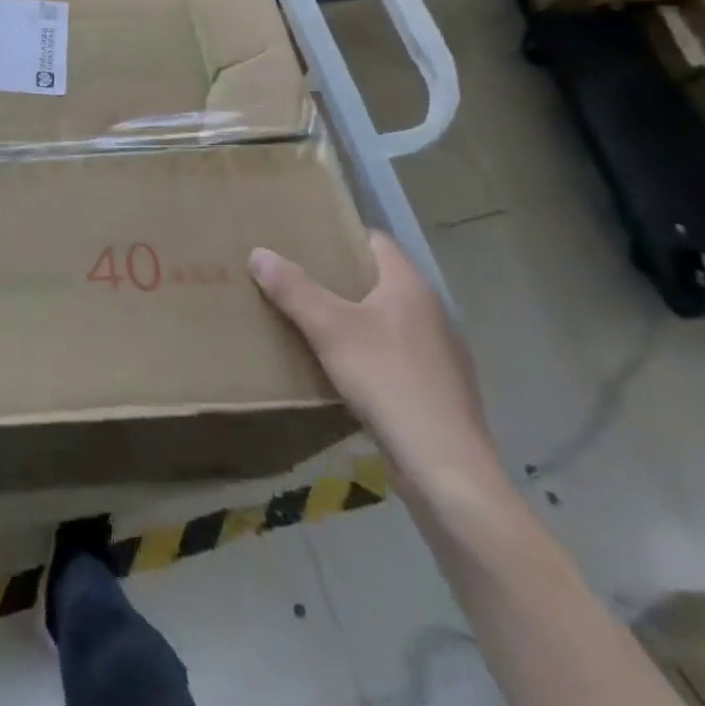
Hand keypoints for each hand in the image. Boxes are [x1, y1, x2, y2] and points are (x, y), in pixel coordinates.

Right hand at [250, 233, 502, 508]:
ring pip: (389, 320)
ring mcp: (441, 354)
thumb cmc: (388, 382)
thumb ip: (293, 289)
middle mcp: (432, 312)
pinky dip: (371, 353)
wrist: (446, 469)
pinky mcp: (440, 391)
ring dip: (356, 318)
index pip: (376, 241)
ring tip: (313, 323)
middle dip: (340, 279)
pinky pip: (398, 355)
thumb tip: (258, 252)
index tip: (305, 240)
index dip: (341, 236)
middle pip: (380, 280)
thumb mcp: (329, 330)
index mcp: (410, 286)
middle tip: (296, 280)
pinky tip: (346, 372)